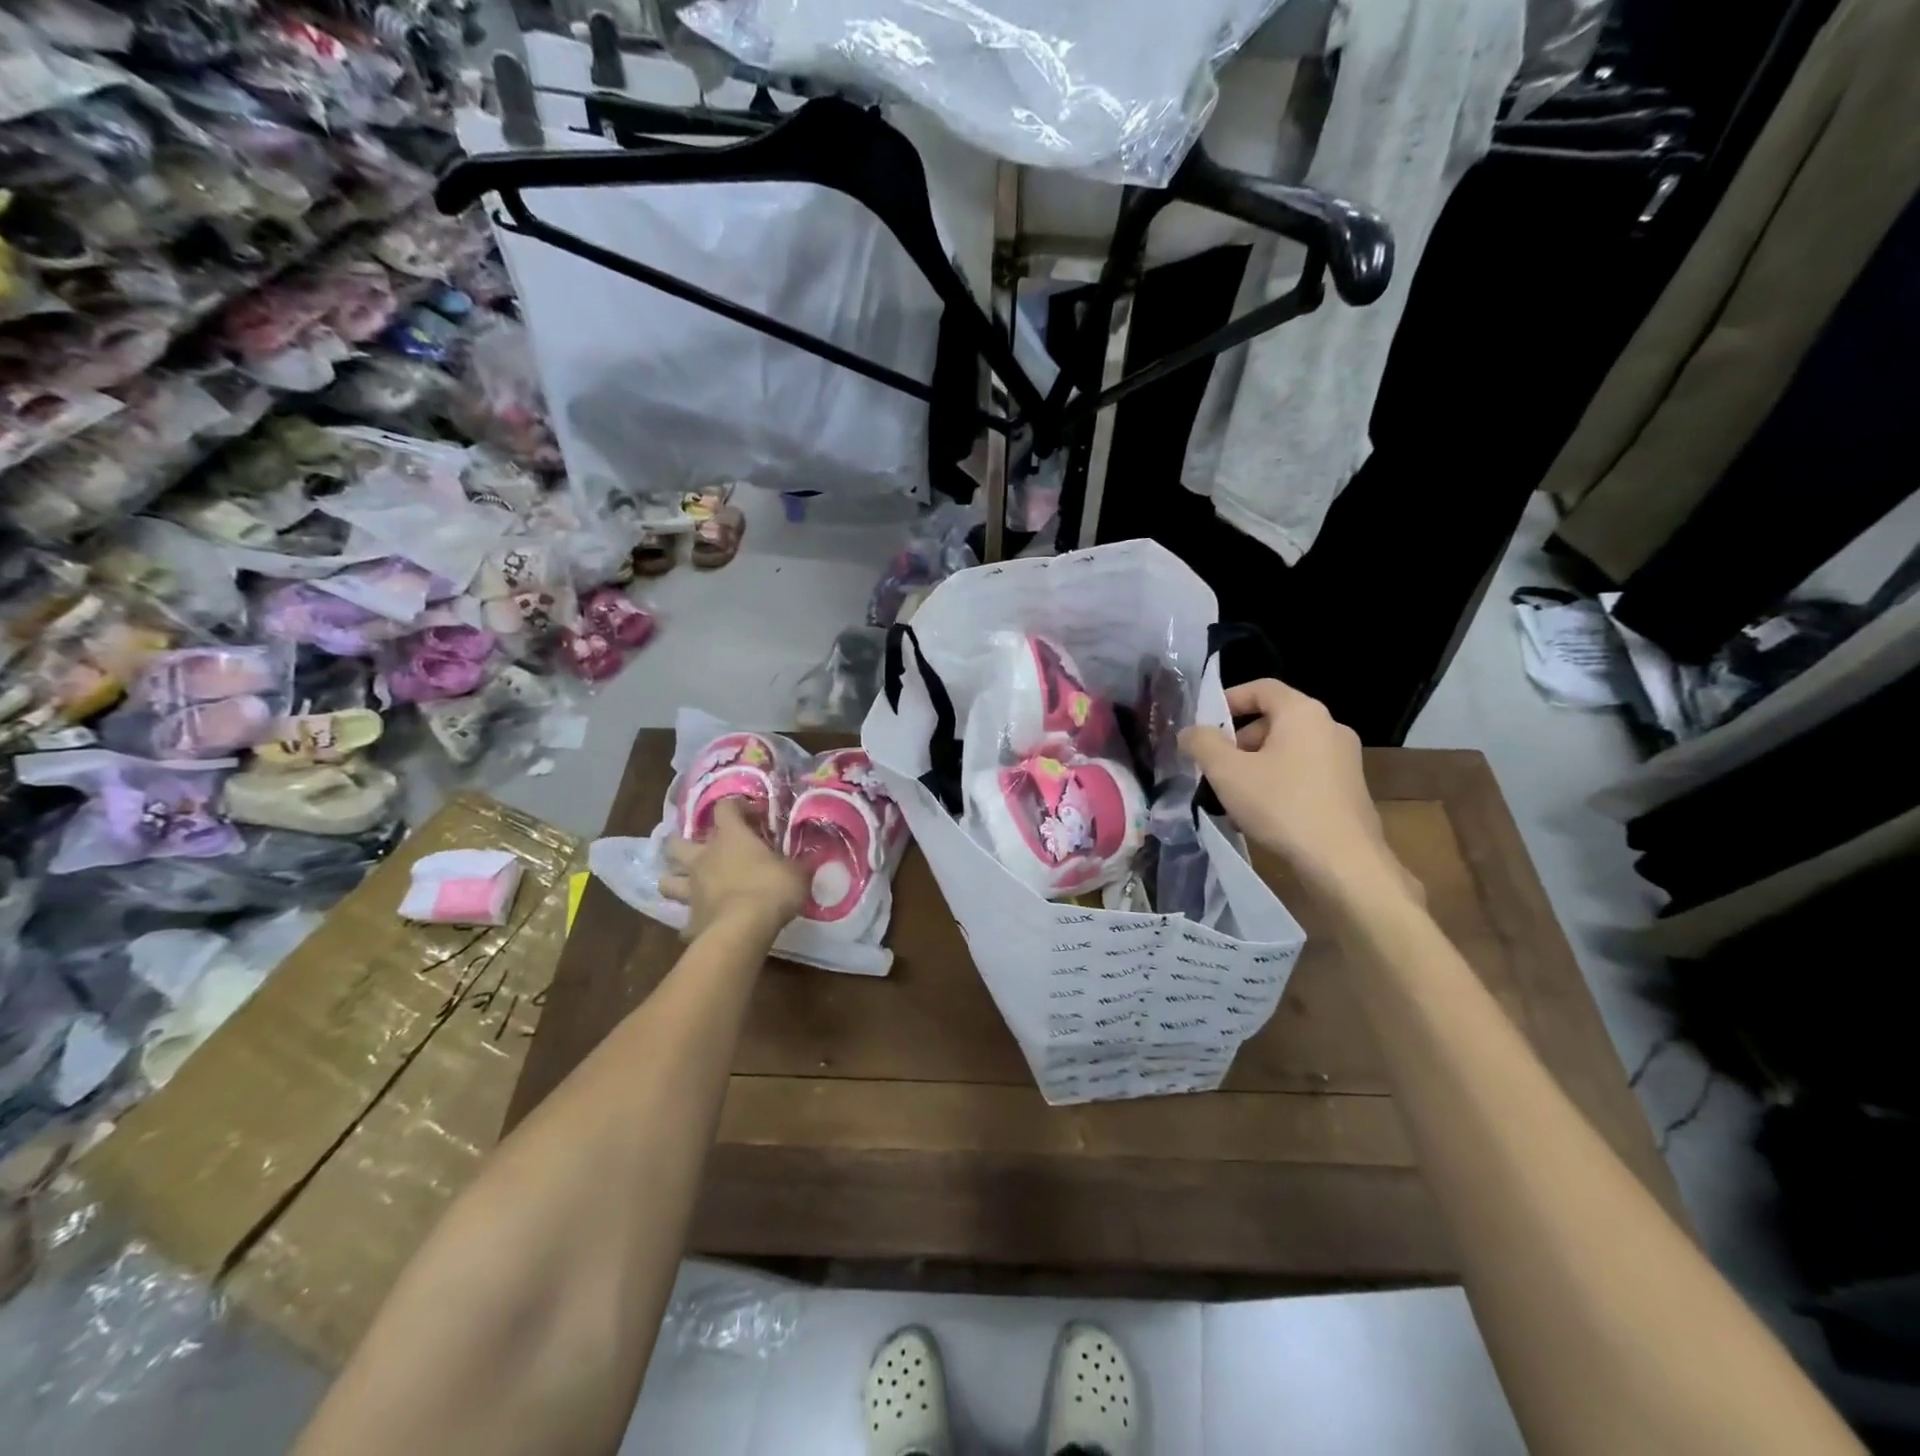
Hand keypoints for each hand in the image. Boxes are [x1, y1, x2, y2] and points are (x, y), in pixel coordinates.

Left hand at [660, 800, 806, 940]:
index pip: (725, 808)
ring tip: (686, 884)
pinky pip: (685, 919)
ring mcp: (692, 890)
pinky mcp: (690, 920)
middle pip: (676, 843)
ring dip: (674, 880)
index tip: (753, 816)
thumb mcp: (797, 873)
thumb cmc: (771, 890)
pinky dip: (692, 920)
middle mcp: (704, 859)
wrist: (742, 930)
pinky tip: (703, 924)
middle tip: (700, 849)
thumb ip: (800, 863)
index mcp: (730, 838)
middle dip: (681, 842)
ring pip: (667, 881)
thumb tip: (811, 857)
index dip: (737, 807)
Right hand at [1179, 679, 1419, 904]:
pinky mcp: (1349, 789)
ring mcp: (1344, 759)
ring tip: (1232, 797)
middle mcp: (1330, 727)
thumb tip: (1190, 732)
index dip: (1228, 699)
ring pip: (1287, 750)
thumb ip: (1202, 744)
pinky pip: (1303, 773)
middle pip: (1273, 721)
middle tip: (1214, 767)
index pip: (1261, 688)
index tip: (1204, 725)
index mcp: (1303, 713)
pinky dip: (1278, 783)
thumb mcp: (1227, 772)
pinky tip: (1261, 815)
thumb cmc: (1281, 805)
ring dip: (1255, 766)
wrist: (1343, 861)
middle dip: (1238, 741)